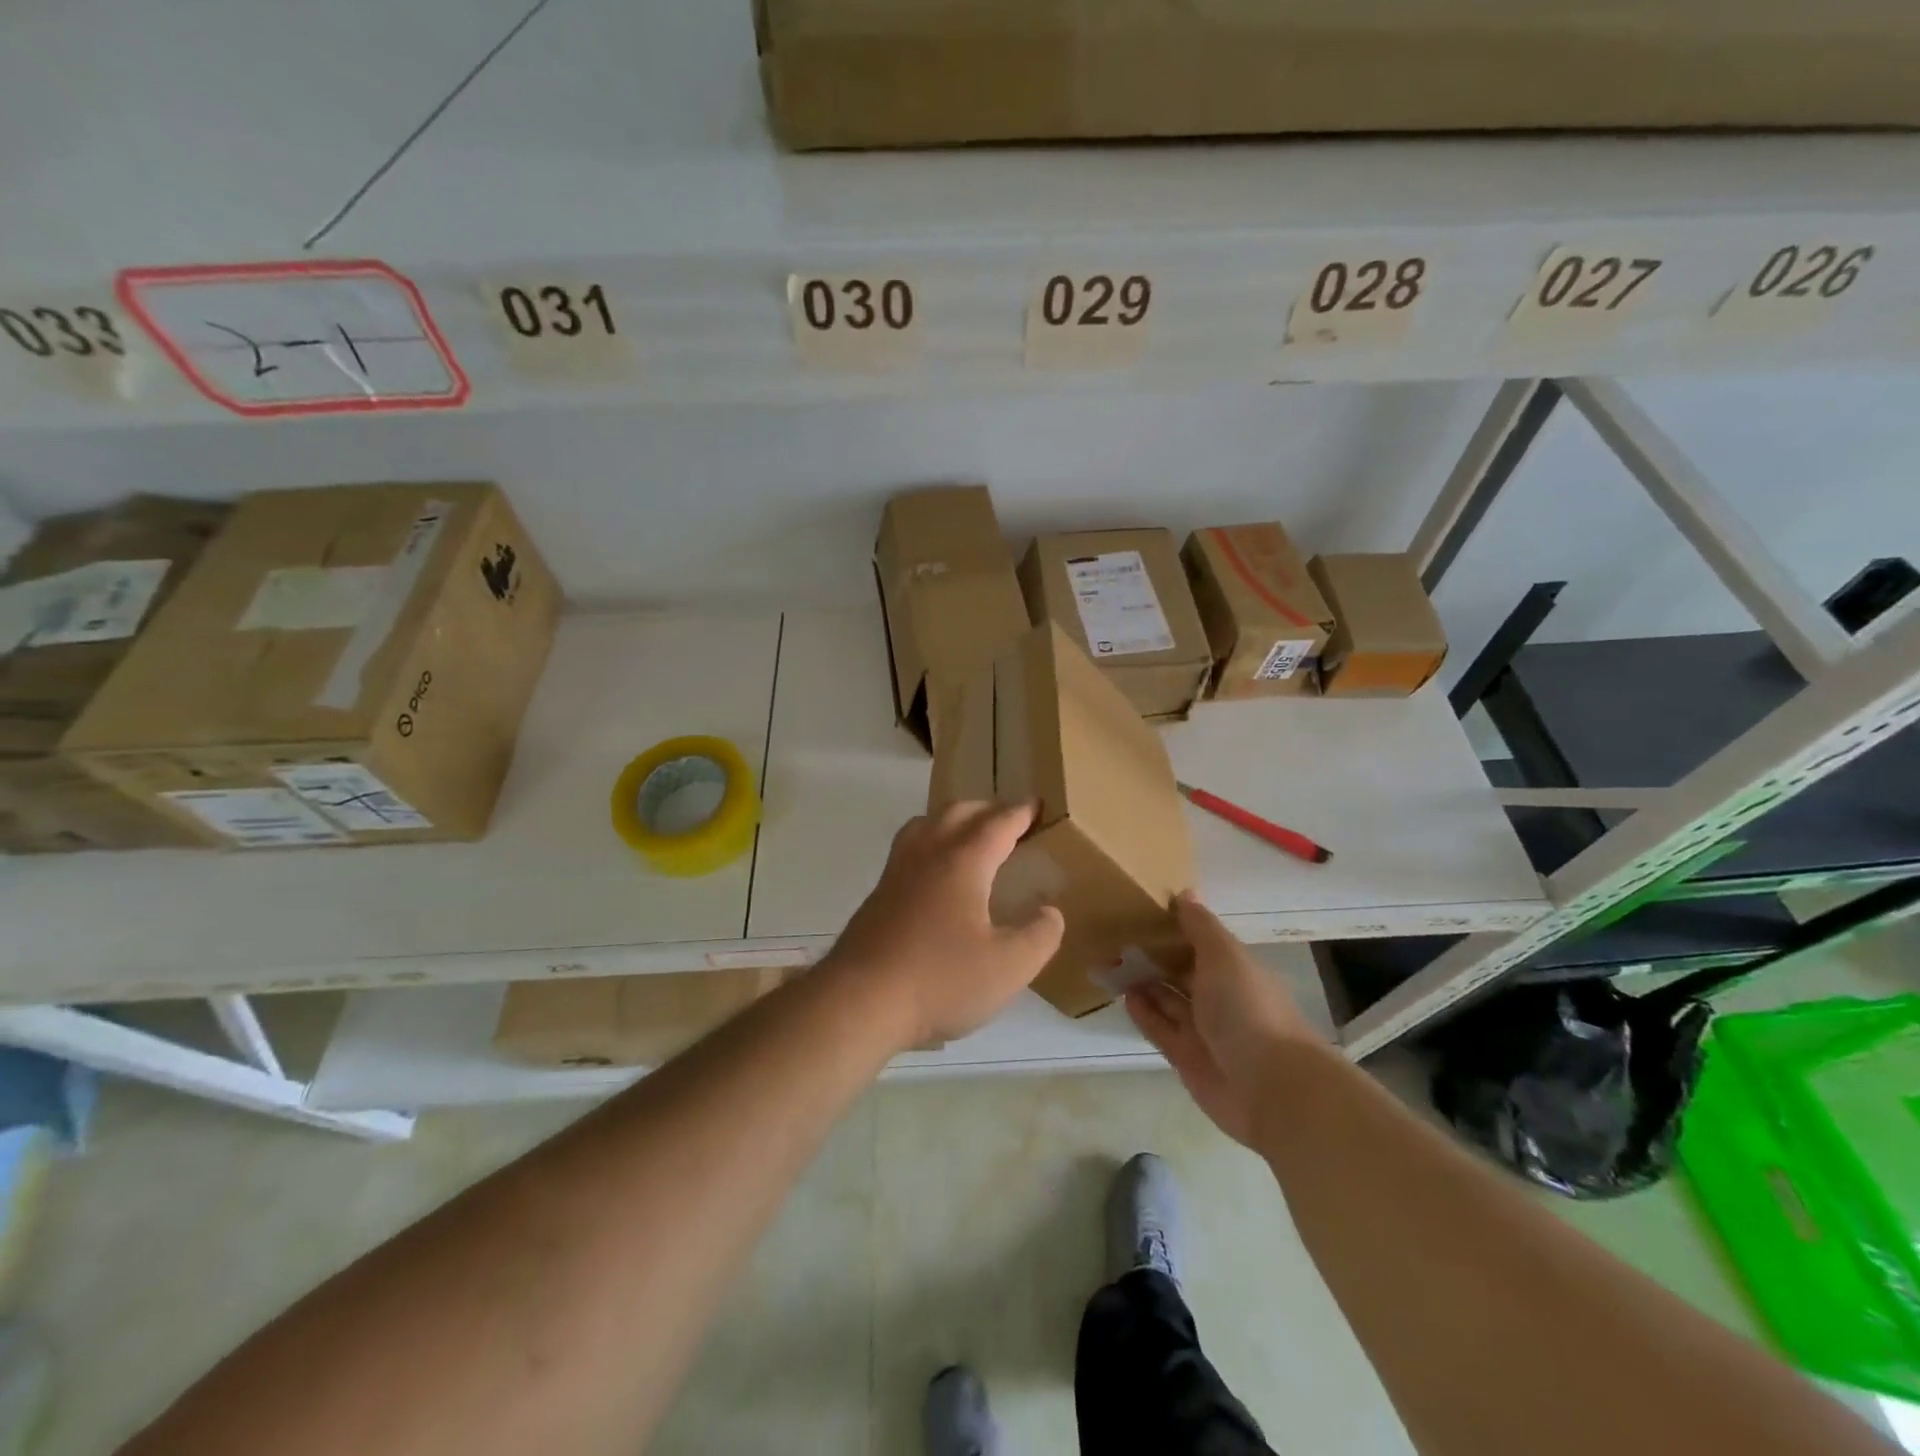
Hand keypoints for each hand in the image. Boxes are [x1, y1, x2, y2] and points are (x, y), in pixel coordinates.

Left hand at [827, 802, 1065, 1050]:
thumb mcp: (1008, 967)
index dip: (1020, 813)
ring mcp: (896, 873)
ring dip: (952, 821)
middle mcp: (927, 855)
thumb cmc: (939, 980)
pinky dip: (930, 843)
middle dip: (986, 810)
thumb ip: (1039, 936)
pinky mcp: (878, 895)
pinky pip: (908, 849)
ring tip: (970, 837)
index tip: (1036, 804)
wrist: (859, 1002)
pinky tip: (935, 876)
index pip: (997, 824)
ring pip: (925, 825)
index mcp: (962, 862)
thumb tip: (1050, 911)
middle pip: (957, 813)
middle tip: (1008, 820)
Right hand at [1126, 892, 1324, 1145]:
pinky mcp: (1187, 1058)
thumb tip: (1184, 893)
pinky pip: (1160, 1028)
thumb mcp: (1224, 956)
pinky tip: (1124, 996)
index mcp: (1234, 969)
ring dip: (1142, 982)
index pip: (1200, 942)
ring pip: (1167, 999)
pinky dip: (1143, 1012)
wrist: (1270, 1087)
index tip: (1141, 910)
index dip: (1174, 927)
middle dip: (1153, 955)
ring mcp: (1203, 1030)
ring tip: (1111, 963)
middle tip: (1115, 936)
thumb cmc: (1248, 1009)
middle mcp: (1220, 997)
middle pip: (1181, 971)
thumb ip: (1200, 926)